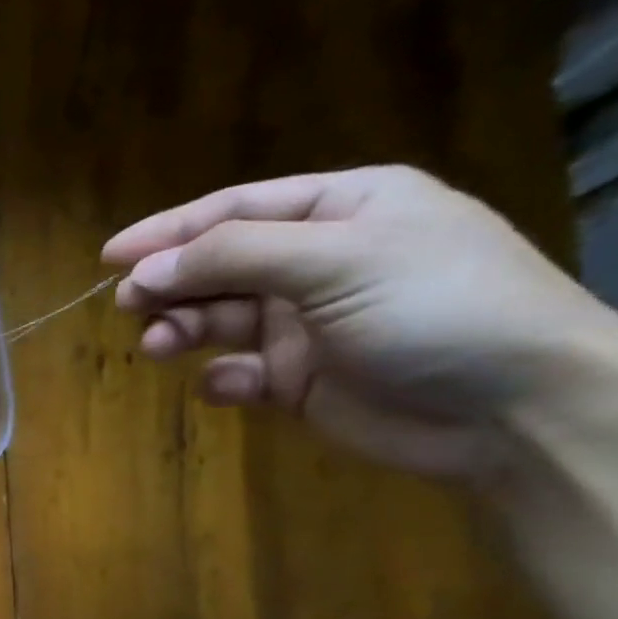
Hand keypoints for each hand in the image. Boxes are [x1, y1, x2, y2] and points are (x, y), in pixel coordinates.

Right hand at [104, 165, 617, 483]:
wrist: (508, 409)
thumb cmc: (434, 308)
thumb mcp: (336, 261)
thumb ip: (234, 257)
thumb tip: (142, 271)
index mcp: (342, 210)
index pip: (237, 209)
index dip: (170, 230)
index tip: (110, 256)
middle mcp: (317, 262)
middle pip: (218, 265)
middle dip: (171, 284)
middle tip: (127, 305)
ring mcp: (304, 324)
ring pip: (217, 319)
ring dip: (182, 329)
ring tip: (158, 347)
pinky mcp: (295, 379)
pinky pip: (236, 372)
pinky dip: (221, 379)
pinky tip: (228, 386)